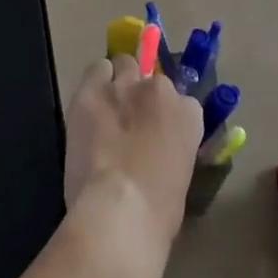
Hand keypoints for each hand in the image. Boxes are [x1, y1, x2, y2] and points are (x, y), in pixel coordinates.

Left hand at [61, 54, 203, 277]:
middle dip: (142, 93)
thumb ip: (172, 151)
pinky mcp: (92, 89)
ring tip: (107, 108)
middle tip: (130, 119)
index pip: (182, 101)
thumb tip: (156, 152)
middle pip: (151, 77)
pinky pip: (96, 69)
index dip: (166, 116)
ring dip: (118, 82)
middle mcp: (159, 90)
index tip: (157, 132)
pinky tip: (89, 105)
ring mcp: (124, 85)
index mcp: (188, 115)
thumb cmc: (158, 212)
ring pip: (124, 64)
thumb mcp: (180, 179)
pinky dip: (94, 82)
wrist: (120, 211)